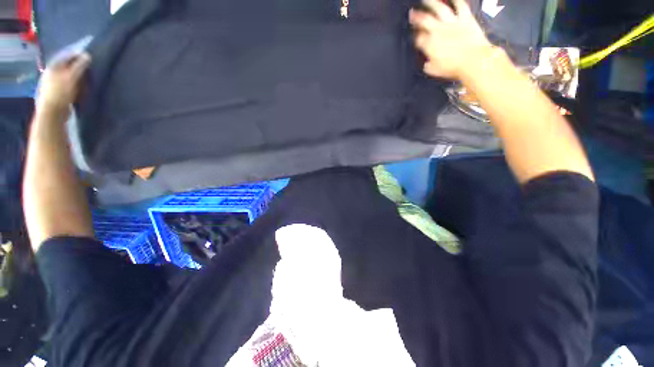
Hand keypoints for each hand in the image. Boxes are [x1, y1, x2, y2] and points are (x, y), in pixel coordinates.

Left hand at [37, 53, 90, 114]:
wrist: (52, 113)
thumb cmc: (61, 93)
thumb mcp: (72, 77)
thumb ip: (79, 66)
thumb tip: (87, 55)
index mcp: (52, 66)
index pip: (66, 55)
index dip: (77, 55)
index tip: (89, 57)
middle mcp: (50, 72)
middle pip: (65, 66)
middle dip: (76, 66)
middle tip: (88, 68)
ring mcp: (51, 83)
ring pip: (65, 75)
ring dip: (75, 76)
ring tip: (85, 78)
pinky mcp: (54, 93)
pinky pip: (65, 84)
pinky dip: (72, 84)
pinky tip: (78, 88)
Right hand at [409, 0, 491, 79]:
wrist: (474, 60)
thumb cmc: (452, 68)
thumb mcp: (434, 70)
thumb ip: (428, 65)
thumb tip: (426, 62)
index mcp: (429, 45)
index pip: (418, 38)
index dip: (415, 37)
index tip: (413, 36)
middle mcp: (438, 30)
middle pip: (424, 21)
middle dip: (416, 17)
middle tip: (411, 13)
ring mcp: (452, 22)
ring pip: (439, 9)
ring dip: (431, 3)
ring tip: (425, 0)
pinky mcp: (465, 18)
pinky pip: (460, 5)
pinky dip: (456, 0)